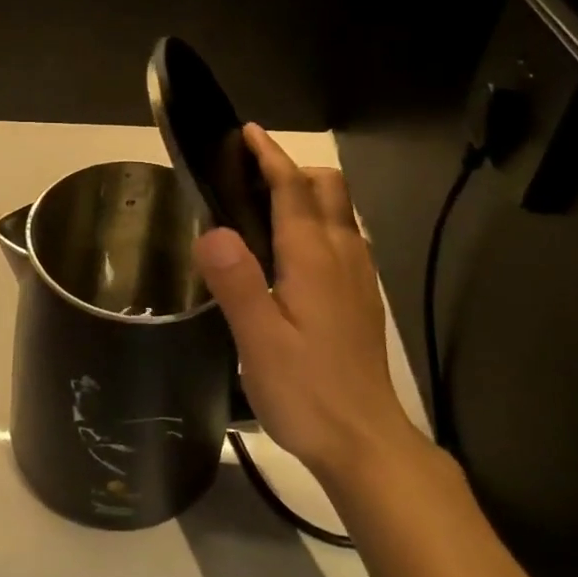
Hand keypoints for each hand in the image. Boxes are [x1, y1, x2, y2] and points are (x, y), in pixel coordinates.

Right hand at [192, 124, 417, 487]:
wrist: (366, 443)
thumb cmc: (307, 391)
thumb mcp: (259, 340)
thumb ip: (236, 281)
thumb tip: (211, 229)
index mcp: (313, 258)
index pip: (294, 189)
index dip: (271, 156)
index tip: (249, 132)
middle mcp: (342, 257)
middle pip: (328, 189)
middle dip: (294, 169)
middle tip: (249, 175)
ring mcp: (358, 278)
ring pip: (340, 213)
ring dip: (308, 194)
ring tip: (265, 207)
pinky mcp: (362, 300)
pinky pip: (343, 239)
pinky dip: (319, 223)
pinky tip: (294, 254)